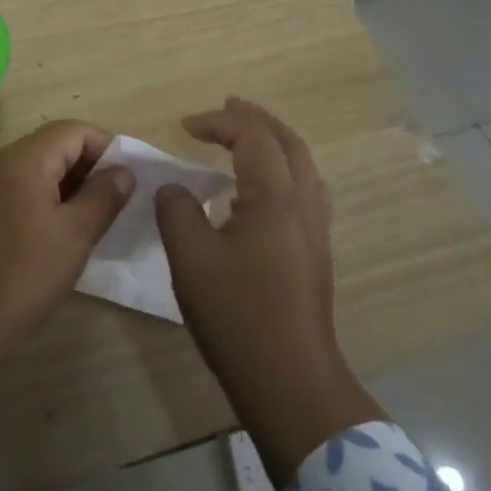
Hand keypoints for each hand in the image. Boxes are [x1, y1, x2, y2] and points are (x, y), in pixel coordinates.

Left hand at [0, 121, 133, 396]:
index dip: (106, 147)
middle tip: (114, 203)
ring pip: (34, 168)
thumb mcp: (74, 237)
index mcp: (24, 159)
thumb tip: (123, 171)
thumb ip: (103, 197)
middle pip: (52, 145)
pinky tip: (54, 232)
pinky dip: (41, 198)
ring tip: (90, 219)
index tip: (128, 179)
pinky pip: (15, 188)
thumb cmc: (20, 276)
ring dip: (65, 184)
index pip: (73, 130)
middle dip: (87, 166)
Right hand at [155, 98, 383, 487]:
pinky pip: (304, 192)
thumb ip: (177, 211)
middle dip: (257, 119)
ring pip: (303, 167)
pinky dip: (282, 171)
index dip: (218, 122)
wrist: (292, 384)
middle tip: (228, 106)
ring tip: (246, 139)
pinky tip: (261, 191)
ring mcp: (315, 232)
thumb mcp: (191, 259)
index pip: (252, 137)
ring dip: (274, 143)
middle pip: (289, 143)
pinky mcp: (315, 256)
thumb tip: (176, 190)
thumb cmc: (238, 317)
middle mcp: (302, 206)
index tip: (184, 126)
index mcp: (274, 198)